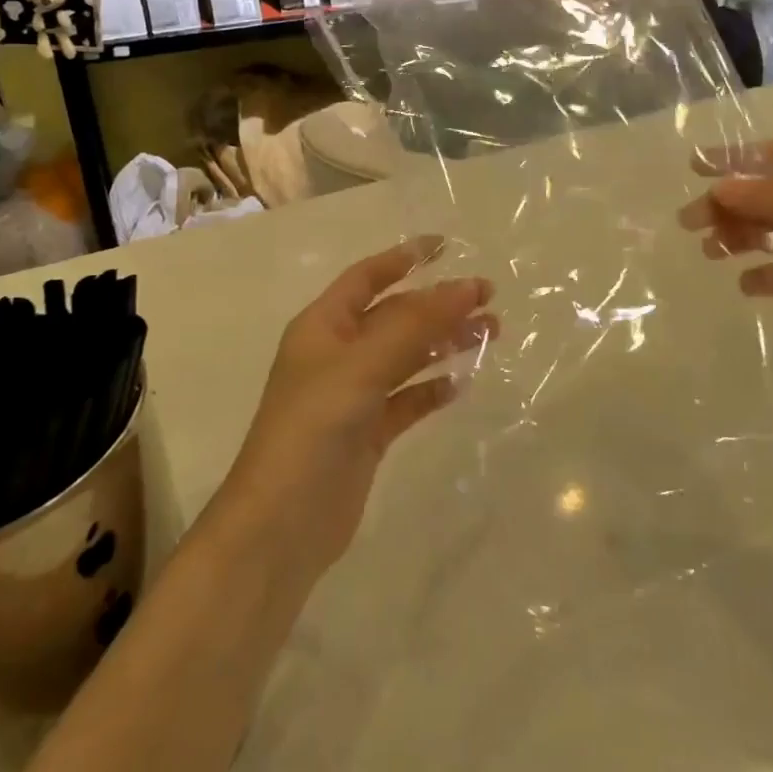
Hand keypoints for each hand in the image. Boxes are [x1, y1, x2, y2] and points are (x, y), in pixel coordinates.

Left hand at [217, 240, 494, 577]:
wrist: (282, 525)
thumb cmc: (313, 428)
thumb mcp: (362, 366)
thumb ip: (415, 325)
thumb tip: (467, 286)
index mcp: (323, 326)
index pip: (368, 277)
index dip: (405, 257)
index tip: (447, 246)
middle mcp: (337, 354)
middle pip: (396, 316)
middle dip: (439, 304)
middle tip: (488, 299)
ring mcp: (353, 395)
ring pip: (407, 356)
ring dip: (444, 342)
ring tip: (491, 333)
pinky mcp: (367, 433)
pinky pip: (407, 399)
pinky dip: (433, 389)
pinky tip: (461, 385)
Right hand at [678, 140, 772, 383]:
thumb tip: (719, 188)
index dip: (734, 160)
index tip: (693, 168)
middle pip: (766, 196)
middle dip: (727, 205)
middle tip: (690, 222)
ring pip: (769, 233)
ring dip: (738, 237)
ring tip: (712, 251)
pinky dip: (761, 277)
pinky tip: (745, 284)